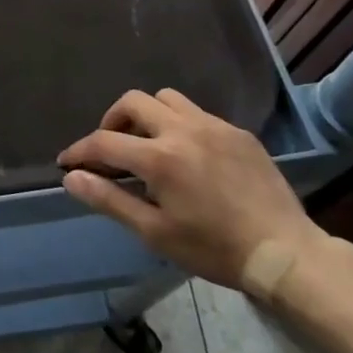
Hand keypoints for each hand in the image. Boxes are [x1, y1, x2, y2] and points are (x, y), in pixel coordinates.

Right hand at [57, 88, 324, 290]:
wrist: (284, 253)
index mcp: (159, 158)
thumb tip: (71, 178)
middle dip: (112, 121)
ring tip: (147, 143)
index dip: (80, 151)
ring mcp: (214, 126)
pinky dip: (180, 125)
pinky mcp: (238, 132)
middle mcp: (183, 130)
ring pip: (166, 98)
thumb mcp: (155, 232)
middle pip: (133, 102)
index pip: (104, 142)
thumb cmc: (213, 249)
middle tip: (110, 149)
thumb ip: (109, 200)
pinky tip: (188, 155)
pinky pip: (198, 113)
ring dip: (147, 114)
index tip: (68, 162)